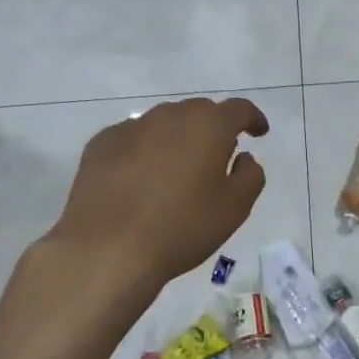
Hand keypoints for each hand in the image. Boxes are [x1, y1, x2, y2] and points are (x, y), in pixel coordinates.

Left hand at [48, 97, 268, 287]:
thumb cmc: (181, 228)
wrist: (107, 249)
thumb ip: (250, 175)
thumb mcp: (235, 208)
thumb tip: (242, 157)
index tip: (258, 133)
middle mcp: (169, 116)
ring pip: (164, 123)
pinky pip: (133, 139)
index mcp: (208, 126)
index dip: (253, 119)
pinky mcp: (100, 144)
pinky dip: (145, 151)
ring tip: (178, 169)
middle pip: (199, 112)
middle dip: (213, 128)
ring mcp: (130, 127)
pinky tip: (141, 179)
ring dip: (178, 138)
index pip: (238, 109)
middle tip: (218, 156)